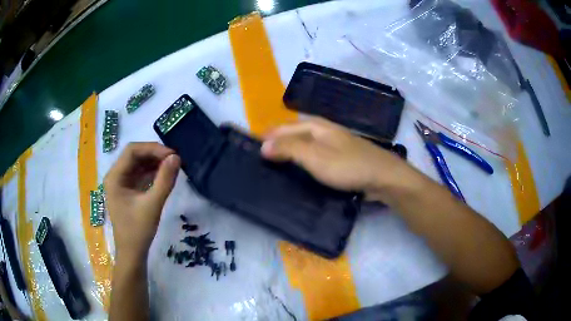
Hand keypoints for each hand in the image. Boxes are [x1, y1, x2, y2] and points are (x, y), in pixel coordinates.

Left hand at [104, 142, 180, 261]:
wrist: (132, 253)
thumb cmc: (138, 231)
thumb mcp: (153, 204)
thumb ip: (164, 180)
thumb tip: (176, 157)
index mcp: (114, 177)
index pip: (132, 151)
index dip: (153, 149)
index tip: (172, 155)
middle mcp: (115, 176)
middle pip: (134, 155)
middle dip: (154, 155)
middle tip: (174, 160)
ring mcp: (121, 183)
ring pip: (138, 164)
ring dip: (154, 163)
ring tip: (172, 166)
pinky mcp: (127, 190)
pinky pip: (140, 175)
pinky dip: (152, 173)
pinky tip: (164, 175)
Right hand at [261, 117, 407, 199]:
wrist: (382, 177)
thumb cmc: (347, 165)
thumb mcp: (314, 156)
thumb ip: (288, 148)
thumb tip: (262, 144)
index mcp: (314, 126)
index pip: (281, 128)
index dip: (265, 137)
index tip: (249, 149)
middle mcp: (321, 130)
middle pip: (291, 134)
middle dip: (274, 144)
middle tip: (258, 161)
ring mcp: (331, 144)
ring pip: (302, 145)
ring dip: (287, 153)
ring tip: (272, 167)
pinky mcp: (337, 157)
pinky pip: (312, 156)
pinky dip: (301, 161)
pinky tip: (297, 171)